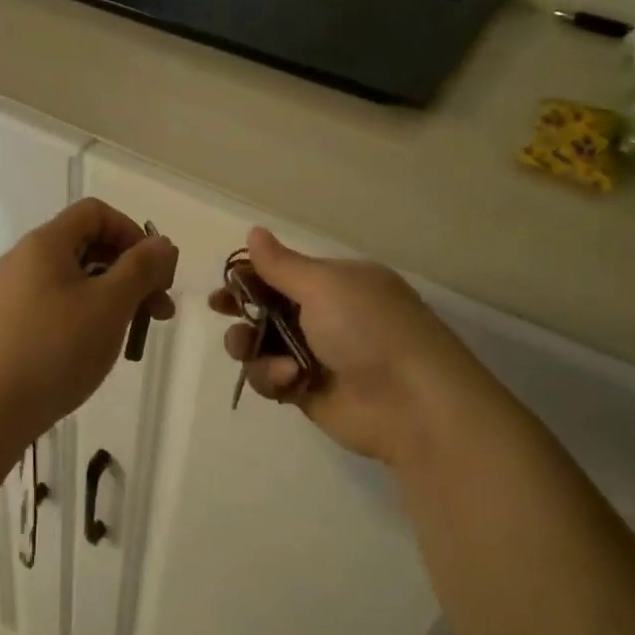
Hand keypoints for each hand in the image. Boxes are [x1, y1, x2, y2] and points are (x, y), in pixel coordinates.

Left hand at [0, 198, 177, 450]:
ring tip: (132, 337)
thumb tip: (162, 243)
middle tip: (158, 312)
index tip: (155, 272)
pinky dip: (84, 316)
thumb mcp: (110, 305)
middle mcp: (22, 260)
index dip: (133, 232)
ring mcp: (9, 294)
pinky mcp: (5, 325)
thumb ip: (141, 268)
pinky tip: (95, 350)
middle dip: (129, 272)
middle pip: (86, 245)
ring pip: (72, 279)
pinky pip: (54, 305)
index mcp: (44, 243)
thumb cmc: (55, 350)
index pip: (95, 212)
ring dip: (111, 298)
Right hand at [211, 227, 499, 464]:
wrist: (411, 403)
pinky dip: (272, 377)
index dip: (251, 276)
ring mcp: (316, 355)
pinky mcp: (308, 391)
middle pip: (267, 308)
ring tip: (249, 350)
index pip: (284, 272)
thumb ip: (282, 265)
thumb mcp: (325, 286)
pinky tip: (289, 379)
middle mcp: (326, 316)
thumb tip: (254, 231)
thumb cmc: (369, 329)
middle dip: (243, 310)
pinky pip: (272, 379)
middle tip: (223, 311)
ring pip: (262, 345)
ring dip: (250, 346)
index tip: (224, 284)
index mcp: (337, 283)